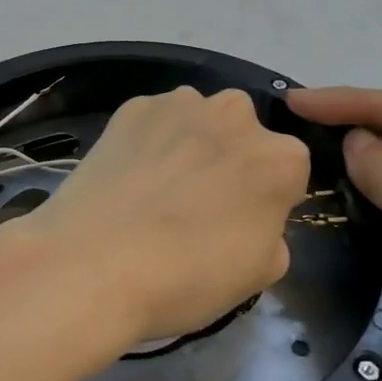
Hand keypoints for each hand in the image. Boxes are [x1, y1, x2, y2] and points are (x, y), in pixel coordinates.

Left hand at [23, 87, 308, 347]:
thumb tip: (252, 219)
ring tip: (154, 193)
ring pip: (197, 122)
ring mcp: (181, 104)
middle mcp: (237, 115)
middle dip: (228, 161)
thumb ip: (271, 234)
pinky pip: (153, 123)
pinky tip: (126, 180)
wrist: (94, 263)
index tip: (238, 225)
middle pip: (243, 136)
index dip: (264, 200)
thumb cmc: (188, 276)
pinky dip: (147, 143)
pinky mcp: (132, 107)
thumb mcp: (257, 275)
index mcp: (281, 158)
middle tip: (196, 206)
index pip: (287, 173)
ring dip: (188, 145)